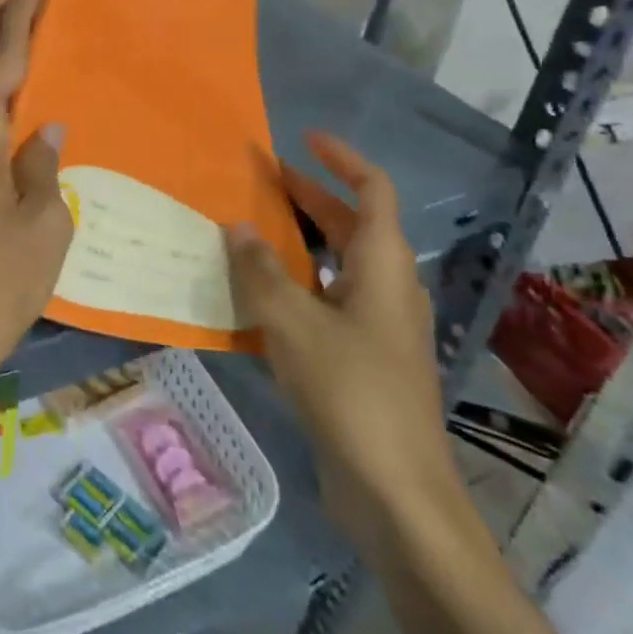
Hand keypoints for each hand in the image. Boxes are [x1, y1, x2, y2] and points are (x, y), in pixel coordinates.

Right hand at [227, 132, 464, 557]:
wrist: (396, 493)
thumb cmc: (351, 391)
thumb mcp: (293, 323)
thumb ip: (260, 271)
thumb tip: (236, 227)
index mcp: (382, 267)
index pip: (373, 191)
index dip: (342, 159)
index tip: (304, 140)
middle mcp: (386, 288)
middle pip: (352, 225)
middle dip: (309, 197)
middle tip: (260, 181)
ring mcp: (378, 327)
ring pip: (338, 265)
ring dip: (299, 242)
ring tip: (250, 231)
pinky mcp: (363, 359)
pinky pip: (327, 301)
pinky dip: (297, 284)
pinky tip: (257, 297)